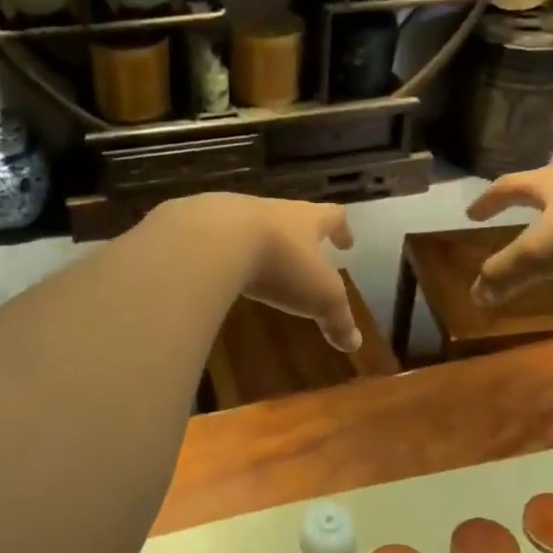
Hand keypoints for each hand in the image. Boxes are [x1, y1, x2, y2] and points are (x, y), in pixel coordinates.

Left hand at [182, 194, 360, 351]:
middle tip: (304, 254)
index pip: (331, 216)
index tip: (346, 242)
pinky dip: (222, 253)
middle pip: (290, 217)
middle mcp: (271, 209)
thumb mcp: (318, 296)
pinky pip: (216, 238)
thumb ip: (337, 318)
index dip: (341, 229)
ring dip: (259, 243)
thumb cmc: (279, 263)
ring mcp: (231, 213)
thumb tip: (354, 343)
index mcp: (305, 219)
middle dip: (298, 236)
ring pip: (251, 225)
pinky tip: (218, 269)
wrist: (212, 239)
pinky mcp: (198, 226)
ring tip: (258, 264)